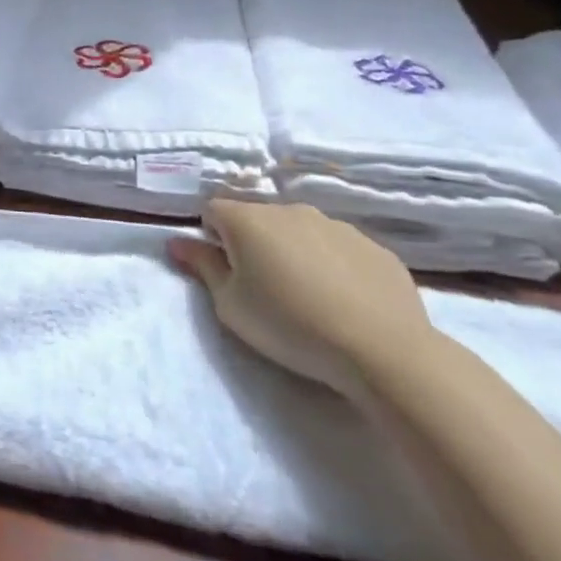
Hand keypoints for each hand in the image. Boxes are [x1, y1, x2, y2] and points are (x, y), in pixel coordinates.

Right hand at [168, 200, 434, 396]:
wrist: (383, 350)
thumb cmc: (289, 325)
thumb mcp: (230, 305)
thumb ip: (202, 267)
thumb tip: (176, 241)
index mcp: (247, 219)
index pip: (212, 210)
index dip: (212, 238)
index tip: (225, 271)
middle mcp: (289, 210)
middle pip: (258, 218)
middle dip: (254, 244)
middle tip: (264, 288)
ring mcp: (336, 225)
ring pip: (301, 231)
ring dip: (295, 252)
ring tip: (308, 298)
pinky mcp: (375, 247)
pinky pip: (341, 250)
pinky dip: (335, 267)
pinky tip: (345, 302)